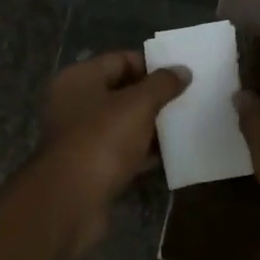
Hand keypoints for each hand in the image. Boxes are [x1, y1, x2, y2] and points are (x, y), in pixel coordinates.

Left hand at [39, 50, 190, 209]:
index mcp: (79, 79)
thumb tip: (182, 70)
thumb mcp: (137, 105)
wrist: (71, 200)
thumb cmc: (102, 140)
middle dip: (154, 96)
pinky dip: (143, 152)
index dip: (152, 65)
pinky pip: (122, 151)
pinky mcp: (90, 166)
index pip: (120, 59)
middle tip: (188, 99)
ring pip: (123, 123)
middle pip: (121, 92)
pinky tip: (170, 154)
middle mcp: (75, 103)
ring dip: (151, 125)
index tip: (182, 74)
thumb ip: (162, 85)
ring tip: (185, 124)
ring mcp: (81, 137)